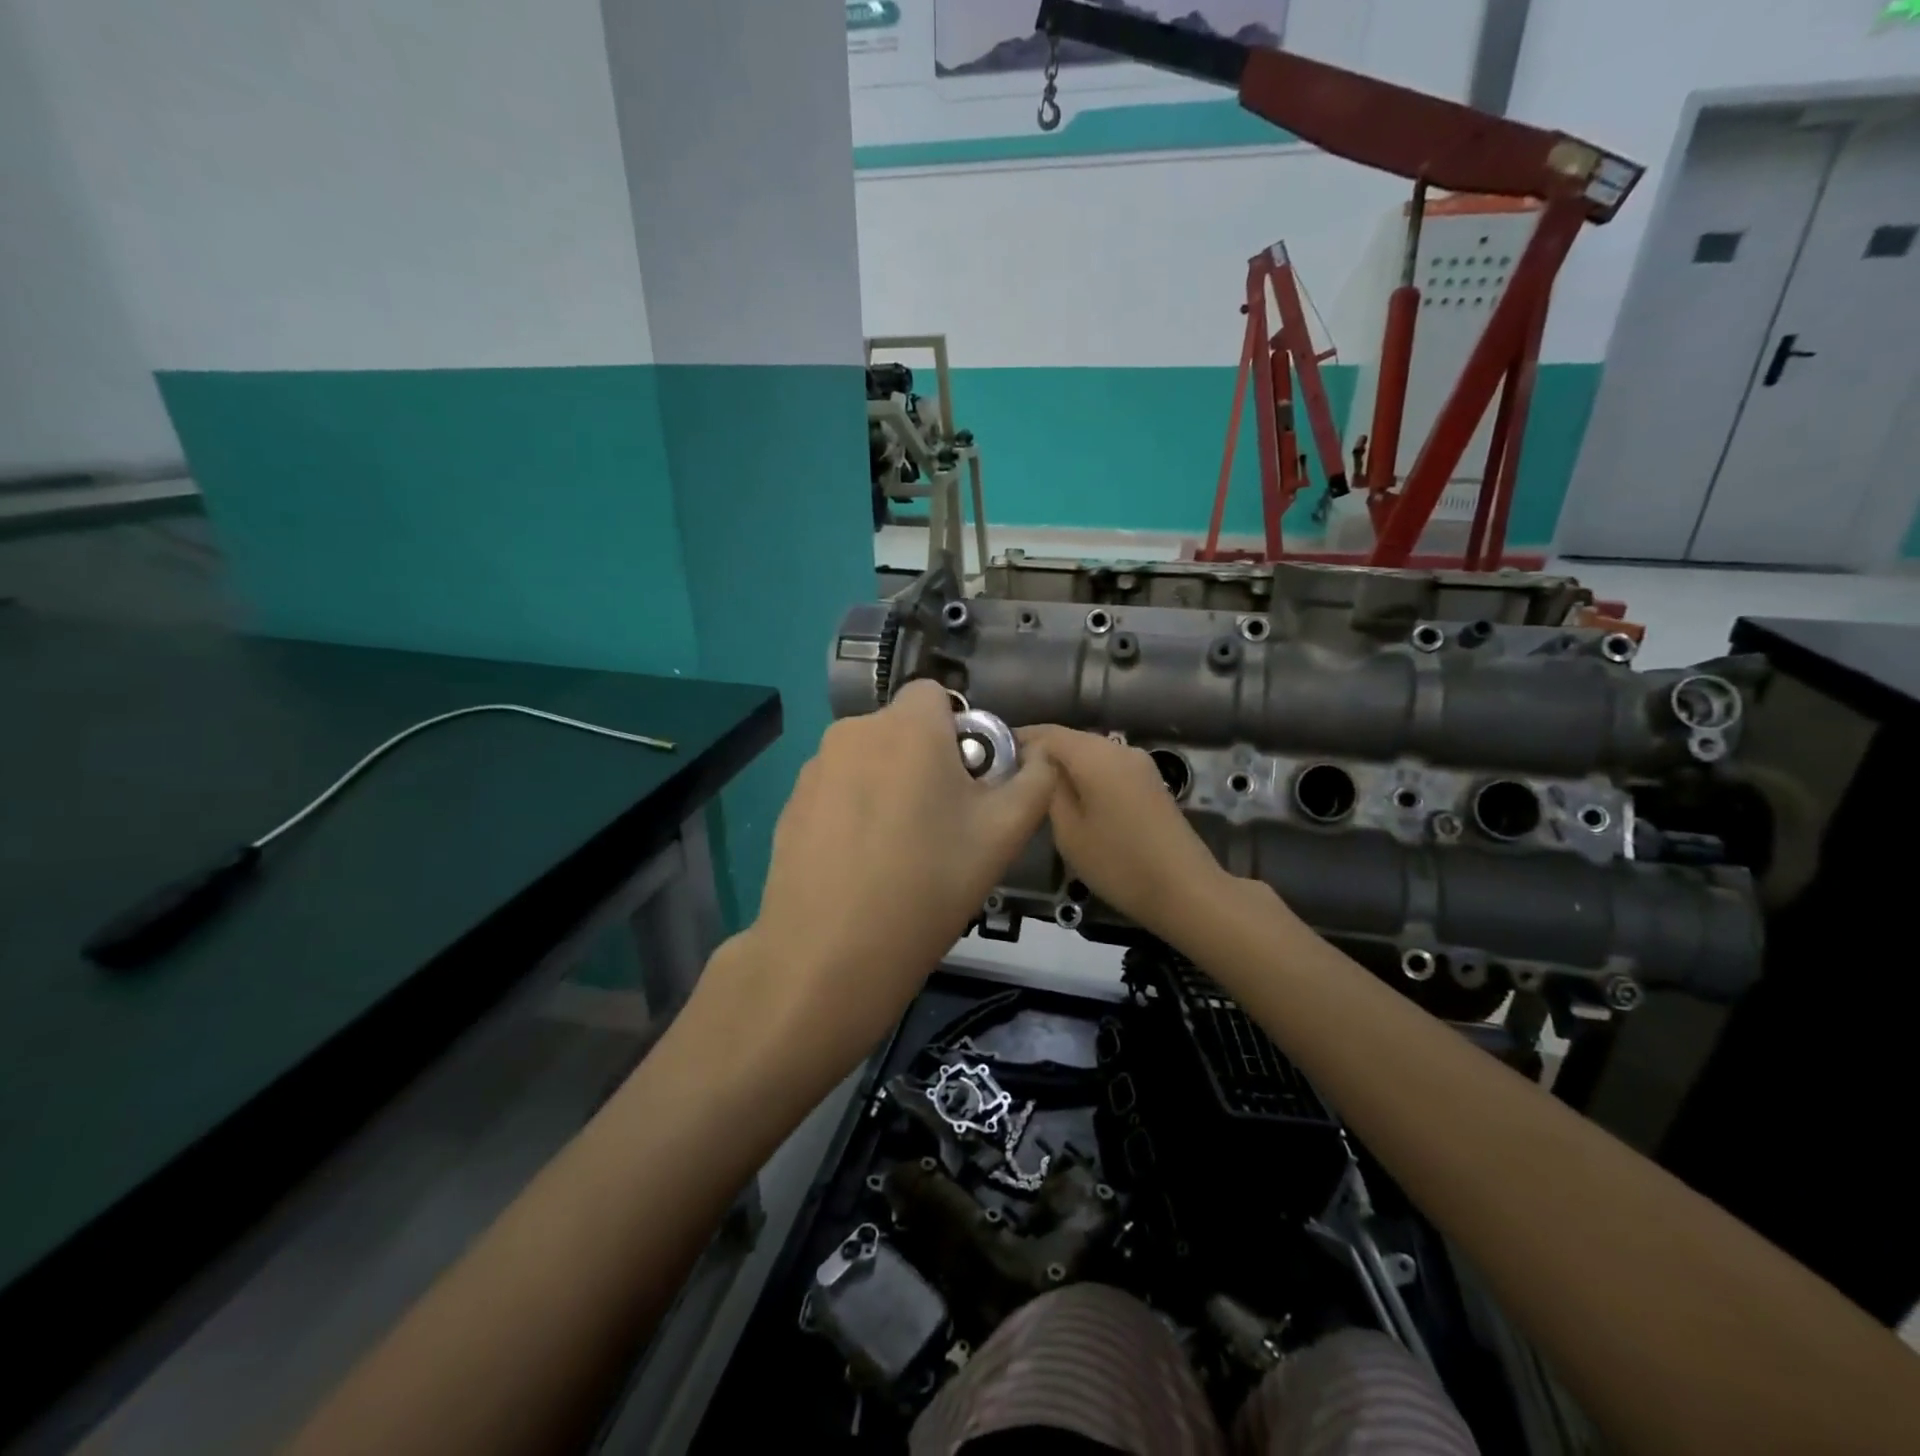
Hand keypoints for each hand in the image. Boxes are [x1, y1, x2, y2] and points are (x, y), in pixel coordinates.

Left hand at [716, 681, 1055, 1058]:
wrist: (829, 956)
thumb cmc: (928, 885)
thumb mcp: (1004, 834)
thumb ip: (1036, 780)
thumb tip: (1040, 756)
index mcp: (907, 726)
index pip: (937, 694)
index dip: (960, 731)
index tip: (968, 783)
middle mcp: (853, 731)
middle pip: (902, 729)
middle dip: (926, 760)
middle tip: (942, 824)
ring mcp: (813, 768)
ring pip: (868, 760)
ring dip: (888, 785)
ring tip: (899, 852)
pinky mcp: (790, 805)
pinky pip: (837, 790)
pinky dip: (853, 811)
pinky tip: (860, 866)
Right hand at [1021, 726, 1235, 944]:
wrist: (1185, 890)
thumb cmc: (1118, 863)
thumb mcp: (1068, 830)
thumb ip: (1047, 789)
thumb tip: (1035, 765)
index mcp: (1095, 755)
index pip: (1047, 733)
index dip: (1017, 740)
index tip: (992, 758)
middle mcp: (1118, 748)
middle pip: (1069, 740)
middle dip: (1039, 754)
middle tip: (1007, 778)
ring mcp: (1138, 764)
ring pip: (1089, 754)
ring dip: (1062, 766)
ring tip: (1033, 791)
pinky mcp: (1148, 782)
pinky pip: (1107, 768)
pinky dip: (1084, 777)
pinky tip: (1069, 800)